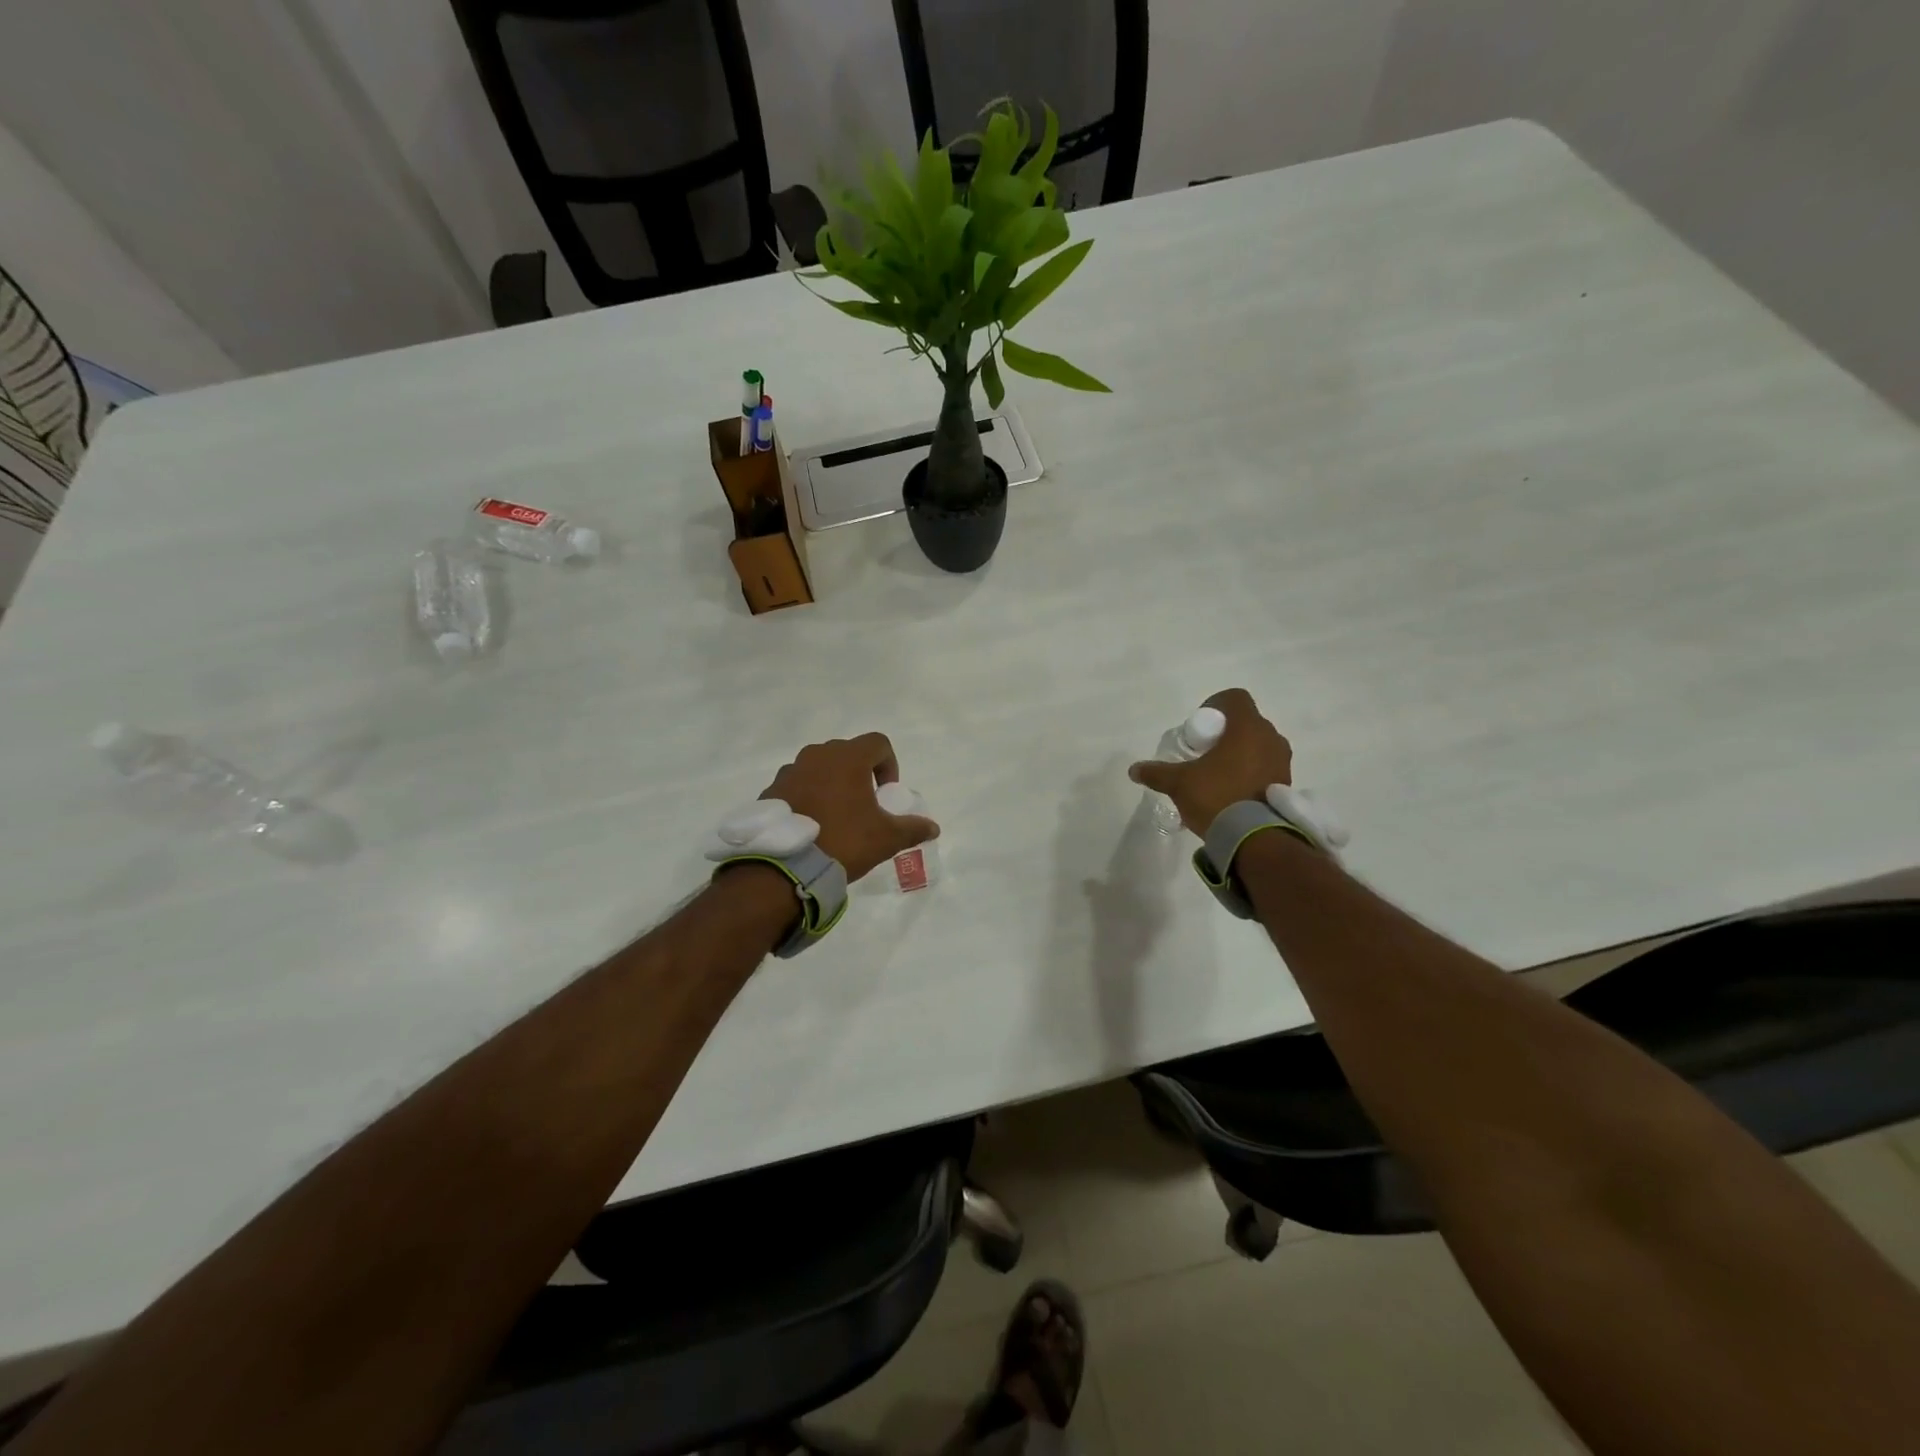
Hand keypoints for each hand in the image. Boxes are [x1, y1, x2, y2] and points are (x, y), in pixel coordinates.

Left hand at [760, 733, 938, 881]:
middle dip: (859, 773)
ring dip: (831, 783)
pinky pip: (797, 785)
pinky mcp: (771, 790)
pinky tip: (811, 824)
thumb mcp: (886, 838)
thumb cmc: (844, 841)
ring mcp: (790, 771)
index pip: (878, 743)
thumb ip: (912, 828)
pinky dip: (808, 796)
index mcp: (848, 758)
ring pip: (819, 767)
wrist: (786, 866)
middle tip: (864, 804)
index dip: (889, 764)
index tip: (886, 792)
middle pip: (847, 753)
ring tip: (835, 815)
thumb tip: (933, 828)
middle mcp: (817, 755)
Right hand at [1128, 688, 1292, 836]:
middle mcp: (1270, 738)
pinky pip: (1266, 767)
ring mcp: (1282, 761)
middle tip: (1204, 752)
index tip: (1200, 726)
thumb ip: (1156, 773)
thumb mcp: (1179, 783)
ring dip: (1240, 753)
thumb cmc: (1217, 797)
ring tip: (1218, 774)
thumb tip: (1134, 769)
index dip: (1215, 705)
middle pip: (1246, 722)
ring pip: (1259, 745)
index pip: (1235, 698)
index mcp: (1247, 728)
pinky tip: (1232, 792)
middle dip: (1225, 733)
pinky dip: (1251, 772)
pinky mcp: (1286, 784)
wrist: (1254, 838)